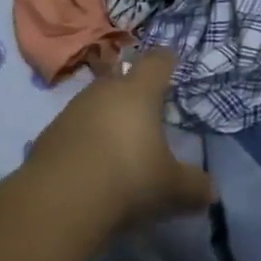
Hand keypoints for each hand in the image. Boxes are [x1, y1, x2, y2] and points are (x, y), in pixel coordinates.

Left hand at [22, 51, 212, 233]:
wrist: (60, 199)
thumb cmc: (128, 179)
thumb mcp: (172, 188)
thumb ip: (194, 186)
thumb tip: (211, 191)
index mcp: (139, 92)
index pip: (157, 62)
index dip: (167, 60)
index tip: (172, 62)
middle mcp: (104, 91)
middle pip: (122, 78)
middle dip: (134, 90)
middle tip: (148, 108)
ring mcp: (72, 109)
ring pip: (95, 101)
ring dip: (107, 115)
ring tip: (119, 140)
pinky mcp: (50, 133)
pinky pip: (75, 127)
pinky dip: (85, 138)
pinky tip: (91, 162)